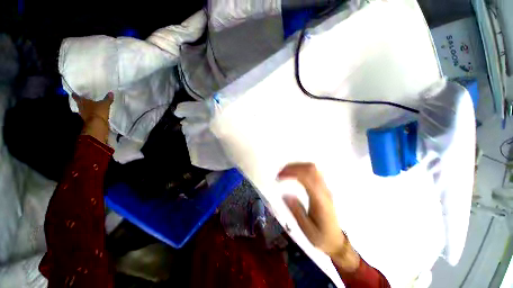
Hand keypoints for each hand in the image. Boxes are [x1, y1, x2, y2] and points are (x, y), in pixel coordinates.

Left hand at [73, 92, 113, 122]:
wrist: (97, 124)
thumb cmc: (98, 111)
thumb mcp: (105, 104)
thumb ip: (107, 99)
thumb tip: (111, 92)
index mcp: (83, 102)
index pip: (77, 97)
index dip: (75, 95)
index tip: (73, 93)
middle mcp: (81, 108)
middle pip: (79, 104)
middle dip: (81, 102)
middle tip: (83, 100)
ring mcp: (84, 115)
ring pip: (83, 110)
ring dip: (86, 109)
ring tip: (89, 107)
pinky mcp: (88, 120)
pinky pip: (88, 115)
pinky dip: (91, 114)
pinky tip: (94, 114)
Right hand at [278, 163, 359, 272]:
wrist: (336, 241)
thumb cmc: (321, 237)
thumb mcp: (307, 230)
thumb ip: (296, 211)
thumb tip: (285, 194)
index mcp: (320, 200)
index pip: (308, 178)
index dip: (292, 172)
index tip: (279, 176)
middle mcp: (324, 190)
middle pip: (311, 169)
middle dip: (293, 167)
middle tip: (280, 173)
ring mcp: (325, 188)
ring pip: (312, 168)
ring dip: (297, 166)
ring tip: (284, 172)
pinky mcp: (323, 187)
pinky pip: (313, 172)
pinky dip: (301, 168)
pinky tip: (294, 173)